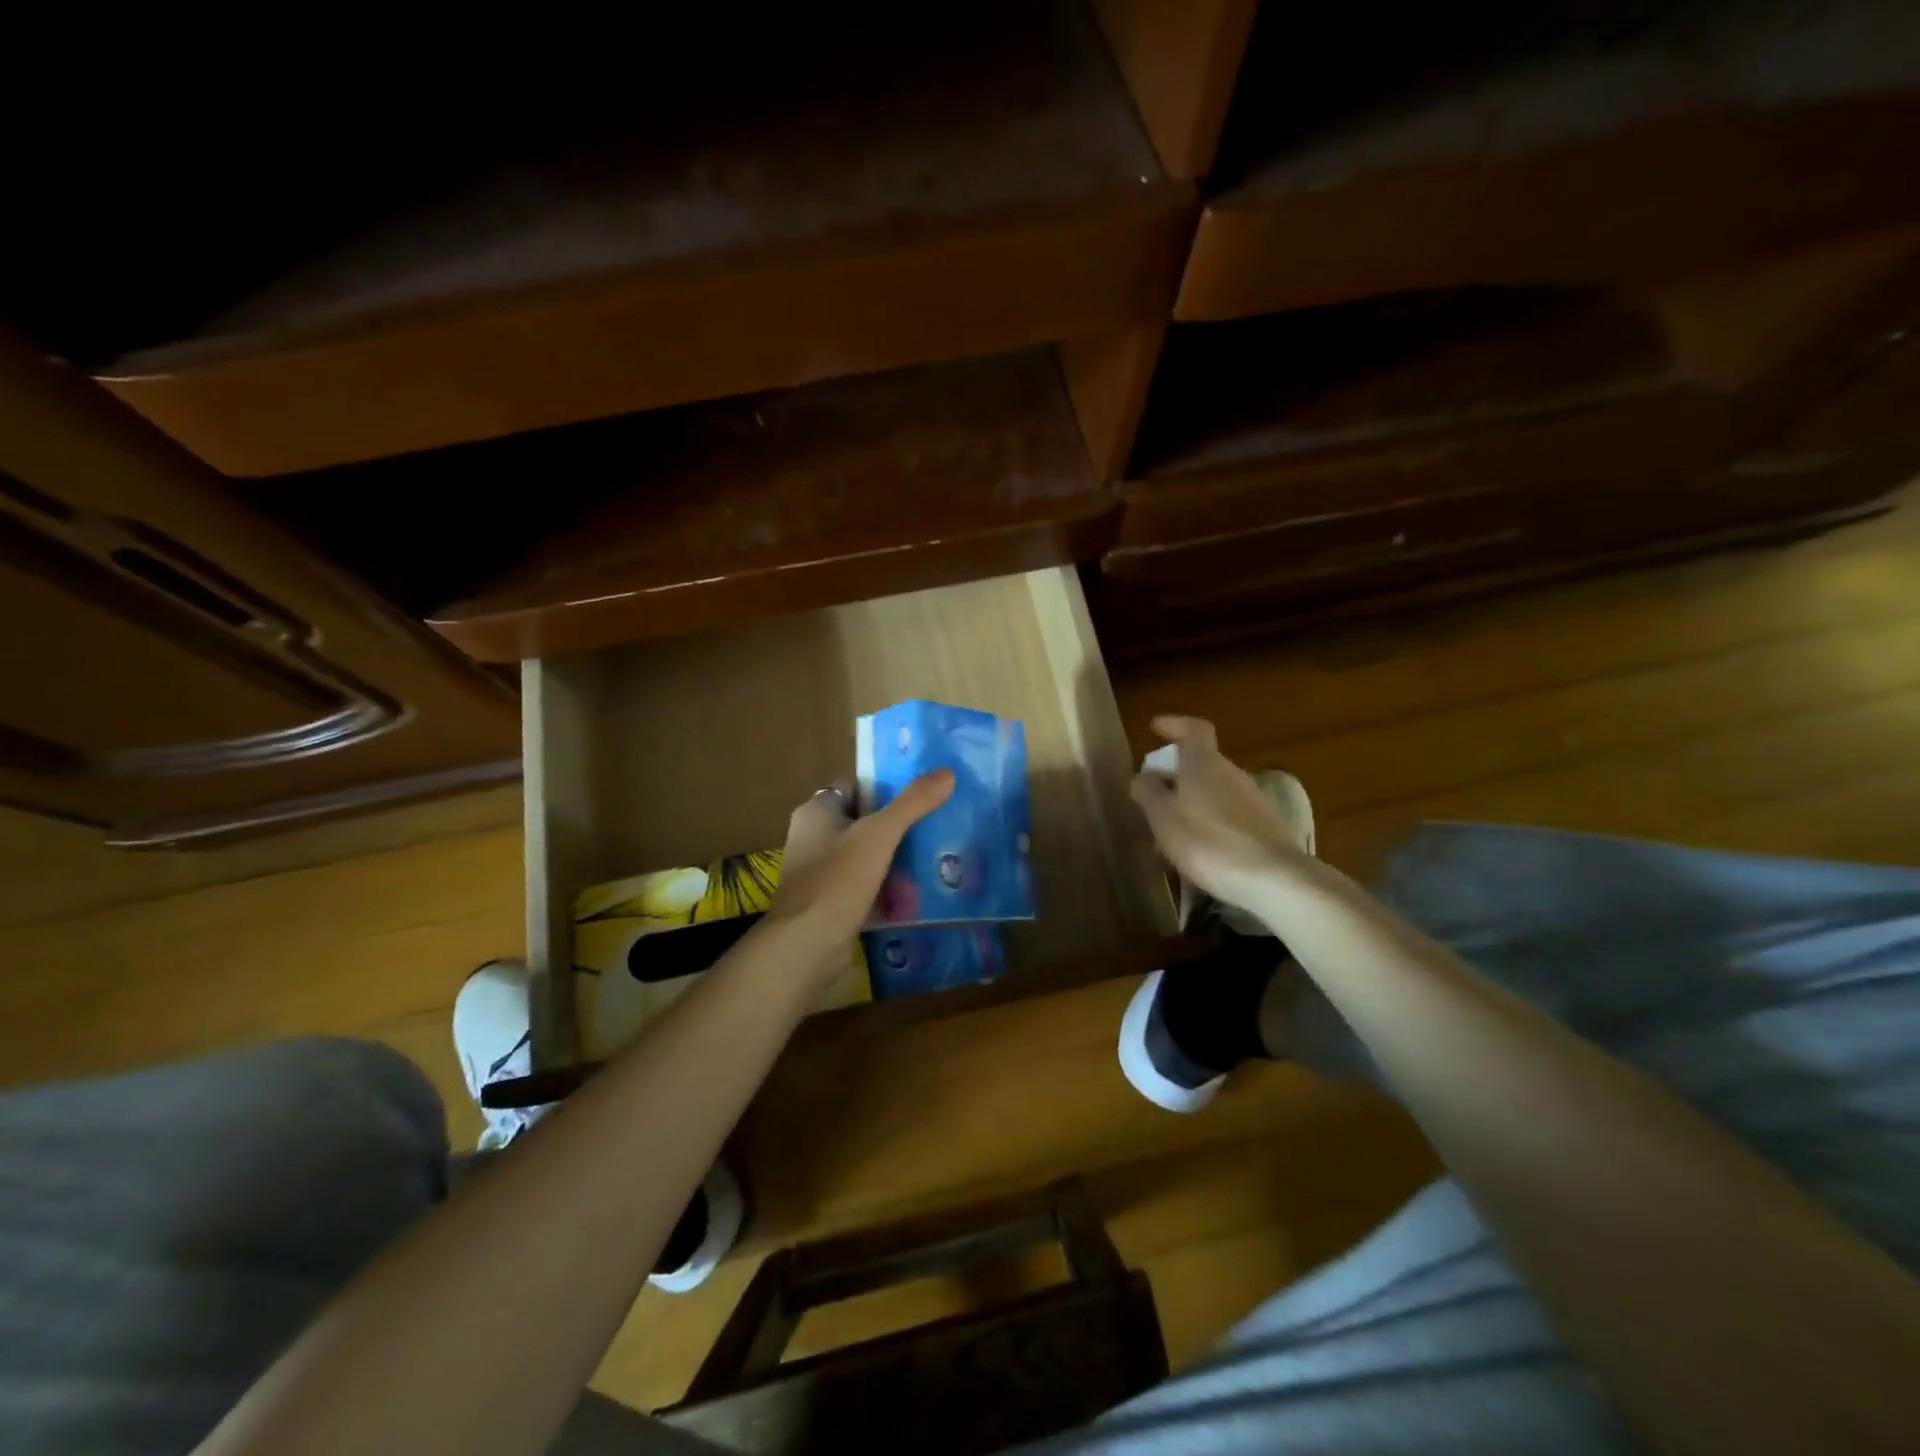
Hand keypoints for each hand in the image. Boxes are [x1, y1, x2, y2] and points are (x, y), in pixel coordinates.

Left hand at [763, 772, 954, 983]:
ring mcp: (820, 872)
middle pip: (864, 820)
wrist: (807, 946)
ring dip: (896, 857)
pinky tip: (920, 890)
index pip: (856, 785)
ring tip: (937, 852)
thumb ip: (913, 803)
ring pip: (867, 855)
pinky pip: (866, 886)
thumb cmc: (838, 879)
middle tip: (938, 821)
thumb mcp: (880, 834)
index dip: (887, 785)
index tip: (923, 789)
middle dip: (898, 824)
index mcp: (816, 811)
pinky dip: (888, 888)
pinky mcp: (831, 903)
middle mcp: (813, 837)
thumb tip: (947, 773)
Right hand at [1130, 715, 1307, 914]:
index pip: (1194, 729)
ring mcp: (1254, 799)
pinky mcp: (1267, 827)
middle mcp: (1232, 773)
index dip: (1174, 725)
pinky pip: (1230, 814)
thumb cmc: (1207, 842)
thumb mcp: (1163, 818)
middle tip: (1154, 792)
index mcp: (1205, 763)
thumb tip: (1143, 775)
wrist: (1273, 879)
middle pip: (1203, 762)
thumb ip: (1148, 792)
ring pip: (1215, 790)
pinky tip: (1200, 848)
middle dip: (1177, 773)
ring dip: (1193, 800)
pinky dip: (1211, 820)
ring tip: (1172, 827)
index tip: (1155, 728)